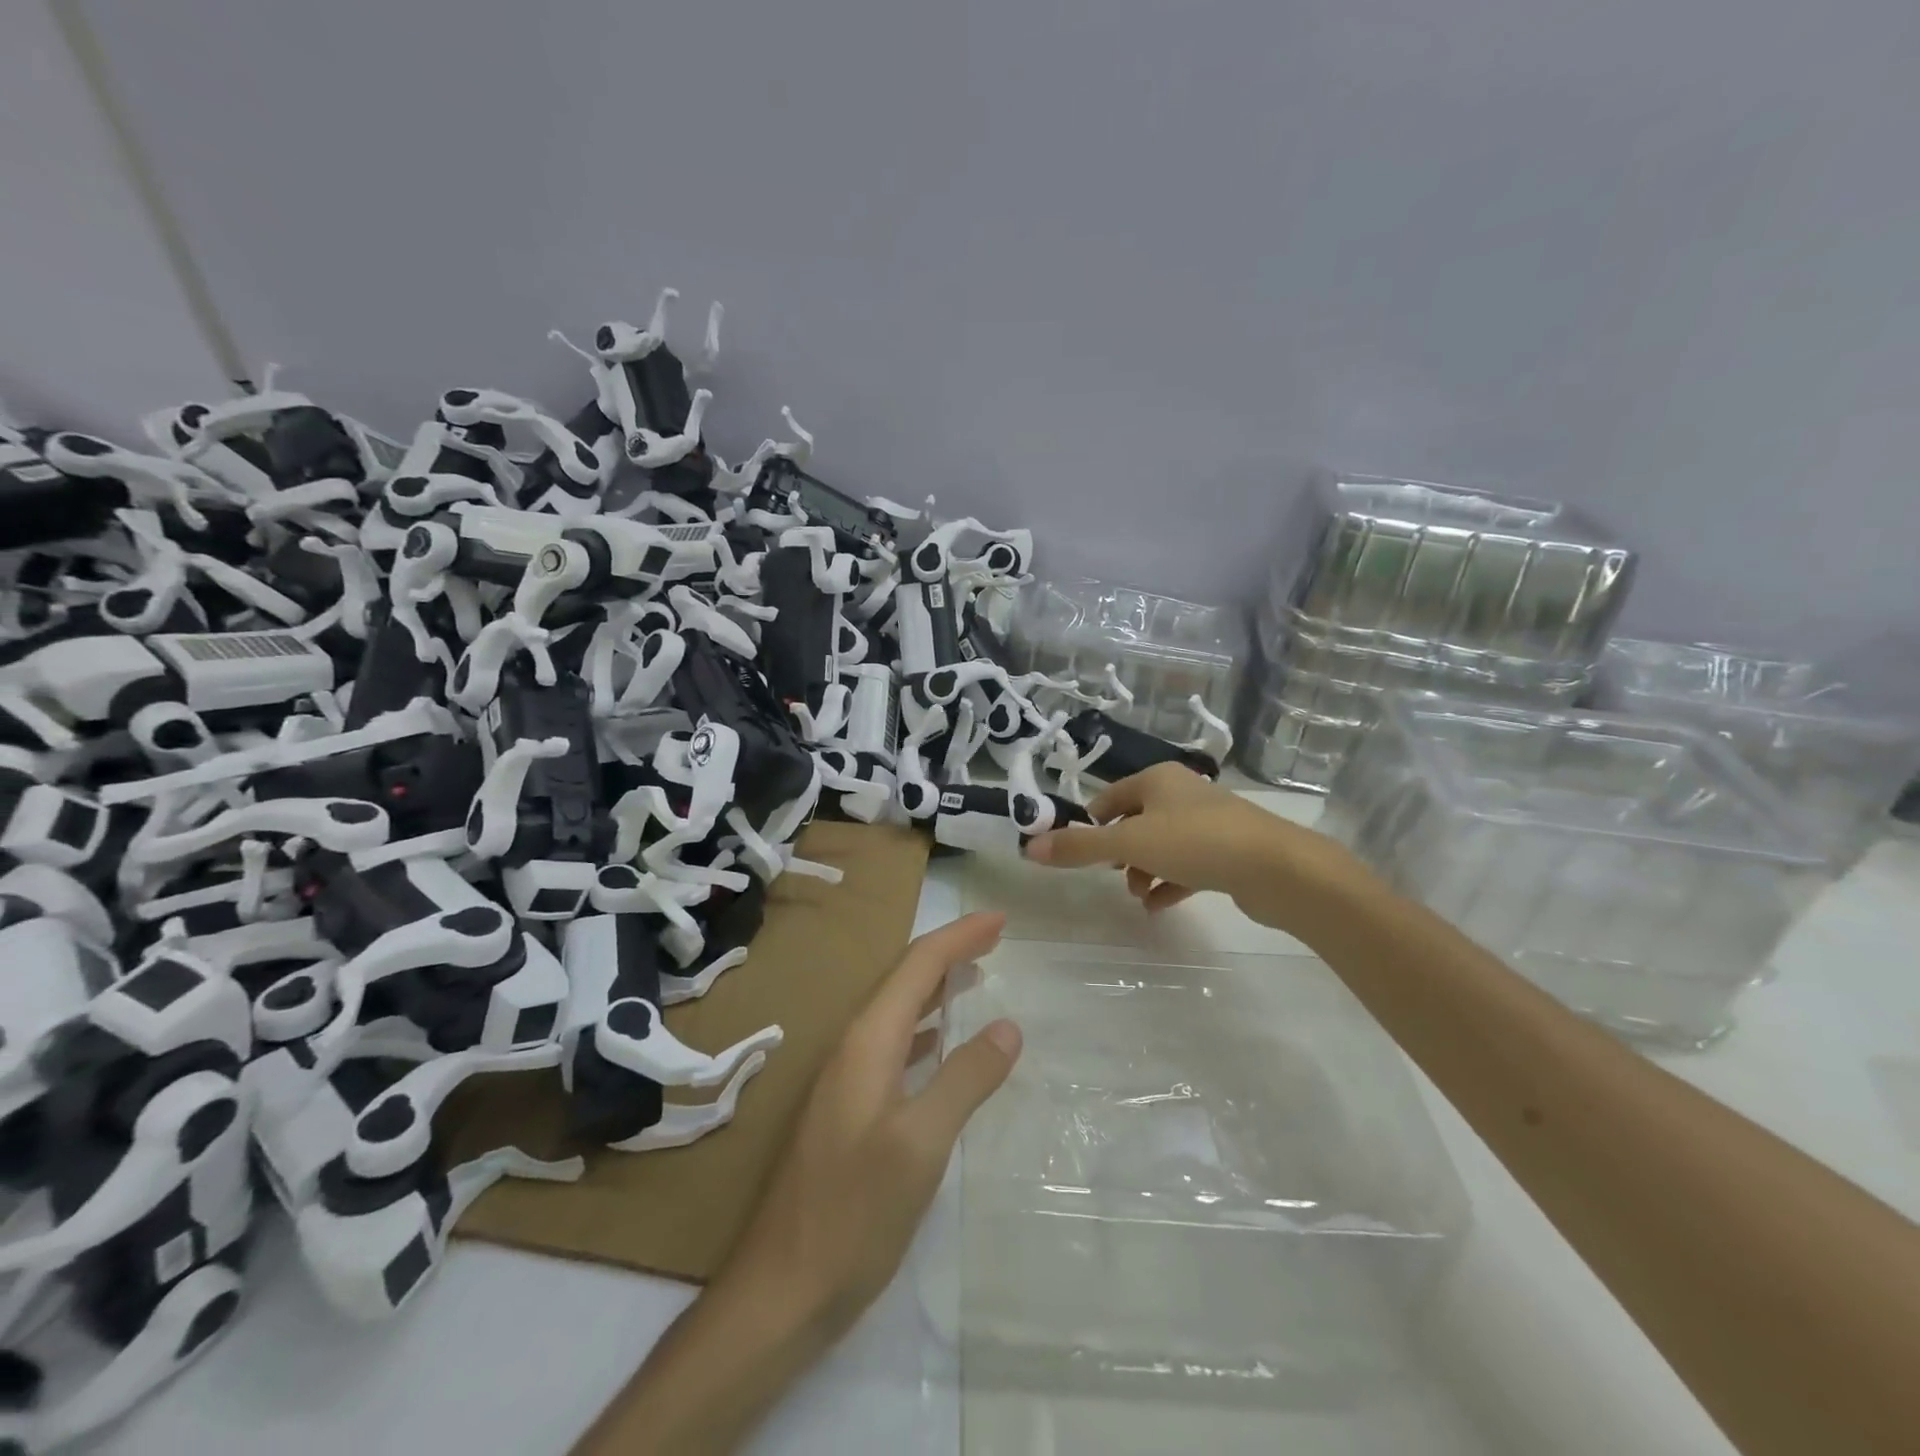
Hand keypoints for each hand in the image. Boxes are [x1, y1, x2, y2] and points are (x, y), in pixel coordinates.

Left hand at [720, 910, 1019, 1337]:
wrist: (780, 1291)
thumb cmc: (854, 1214)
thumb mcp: (921, 1145)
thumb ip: (965, 1079)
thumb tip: (1008, 1026)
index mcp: (866, 1042)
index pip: (917, 966)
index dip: (959, 937)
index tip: (1000, 919)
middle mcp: (851, 1048)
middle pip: (904, 980)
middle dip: (948, 952)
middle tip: (994, 938)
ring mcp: (845, 1080)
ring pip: (897, 1011)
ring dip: (936, 987)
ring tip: (975, 976)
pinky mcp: (847, 1110)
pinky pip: (892, 1045)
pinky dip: (924, 1028)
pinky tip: (939, 1042)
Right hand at [1023, 763, 1355, 930]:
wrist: (1276, 867)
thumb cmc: (1195, 842)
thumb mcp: (1129, 843)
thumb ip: (1080, 847)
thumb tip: (1029, 847)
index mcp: (1158, 779)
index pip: (1110, 796)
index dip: (1091, 823)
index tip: (1079, 852)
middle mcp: (1183, 793)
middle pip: (1136, 820)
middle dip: (1119, 851)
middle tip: (1111, 876)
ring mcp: (1209, 822)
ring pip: (1162, 844)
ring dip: (1143, 870)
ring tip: (1137, 895)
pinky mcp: (1228, 851)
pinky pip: (1188, 865)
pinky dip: (1169, 883)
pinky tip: (1157, 906)